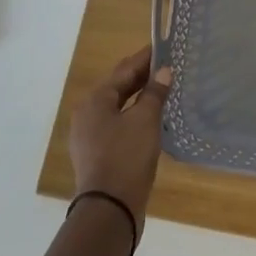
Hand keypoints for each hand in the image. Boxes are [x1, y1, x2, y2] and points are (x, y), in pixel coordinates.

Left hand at [69, 47, 172, 225]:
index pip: (124, 69)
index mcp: (95, 100)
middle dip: (142, 76)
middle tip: (168, 66)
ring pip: (118, 107)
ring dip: (139, 97)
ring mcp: (89, 135)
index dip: (145, 57)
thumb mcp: (145, 120)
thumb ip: (154, 93)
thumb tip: (164, 71)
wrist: (109, 209)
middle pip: (118, 87)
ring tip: (164, 89)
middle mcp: (87, 113)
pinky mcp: (97, 153)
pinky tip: (152, 118)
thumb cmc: (126, 156)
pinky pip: (118, 124)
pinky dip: (134, 115)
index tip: (165, 47)